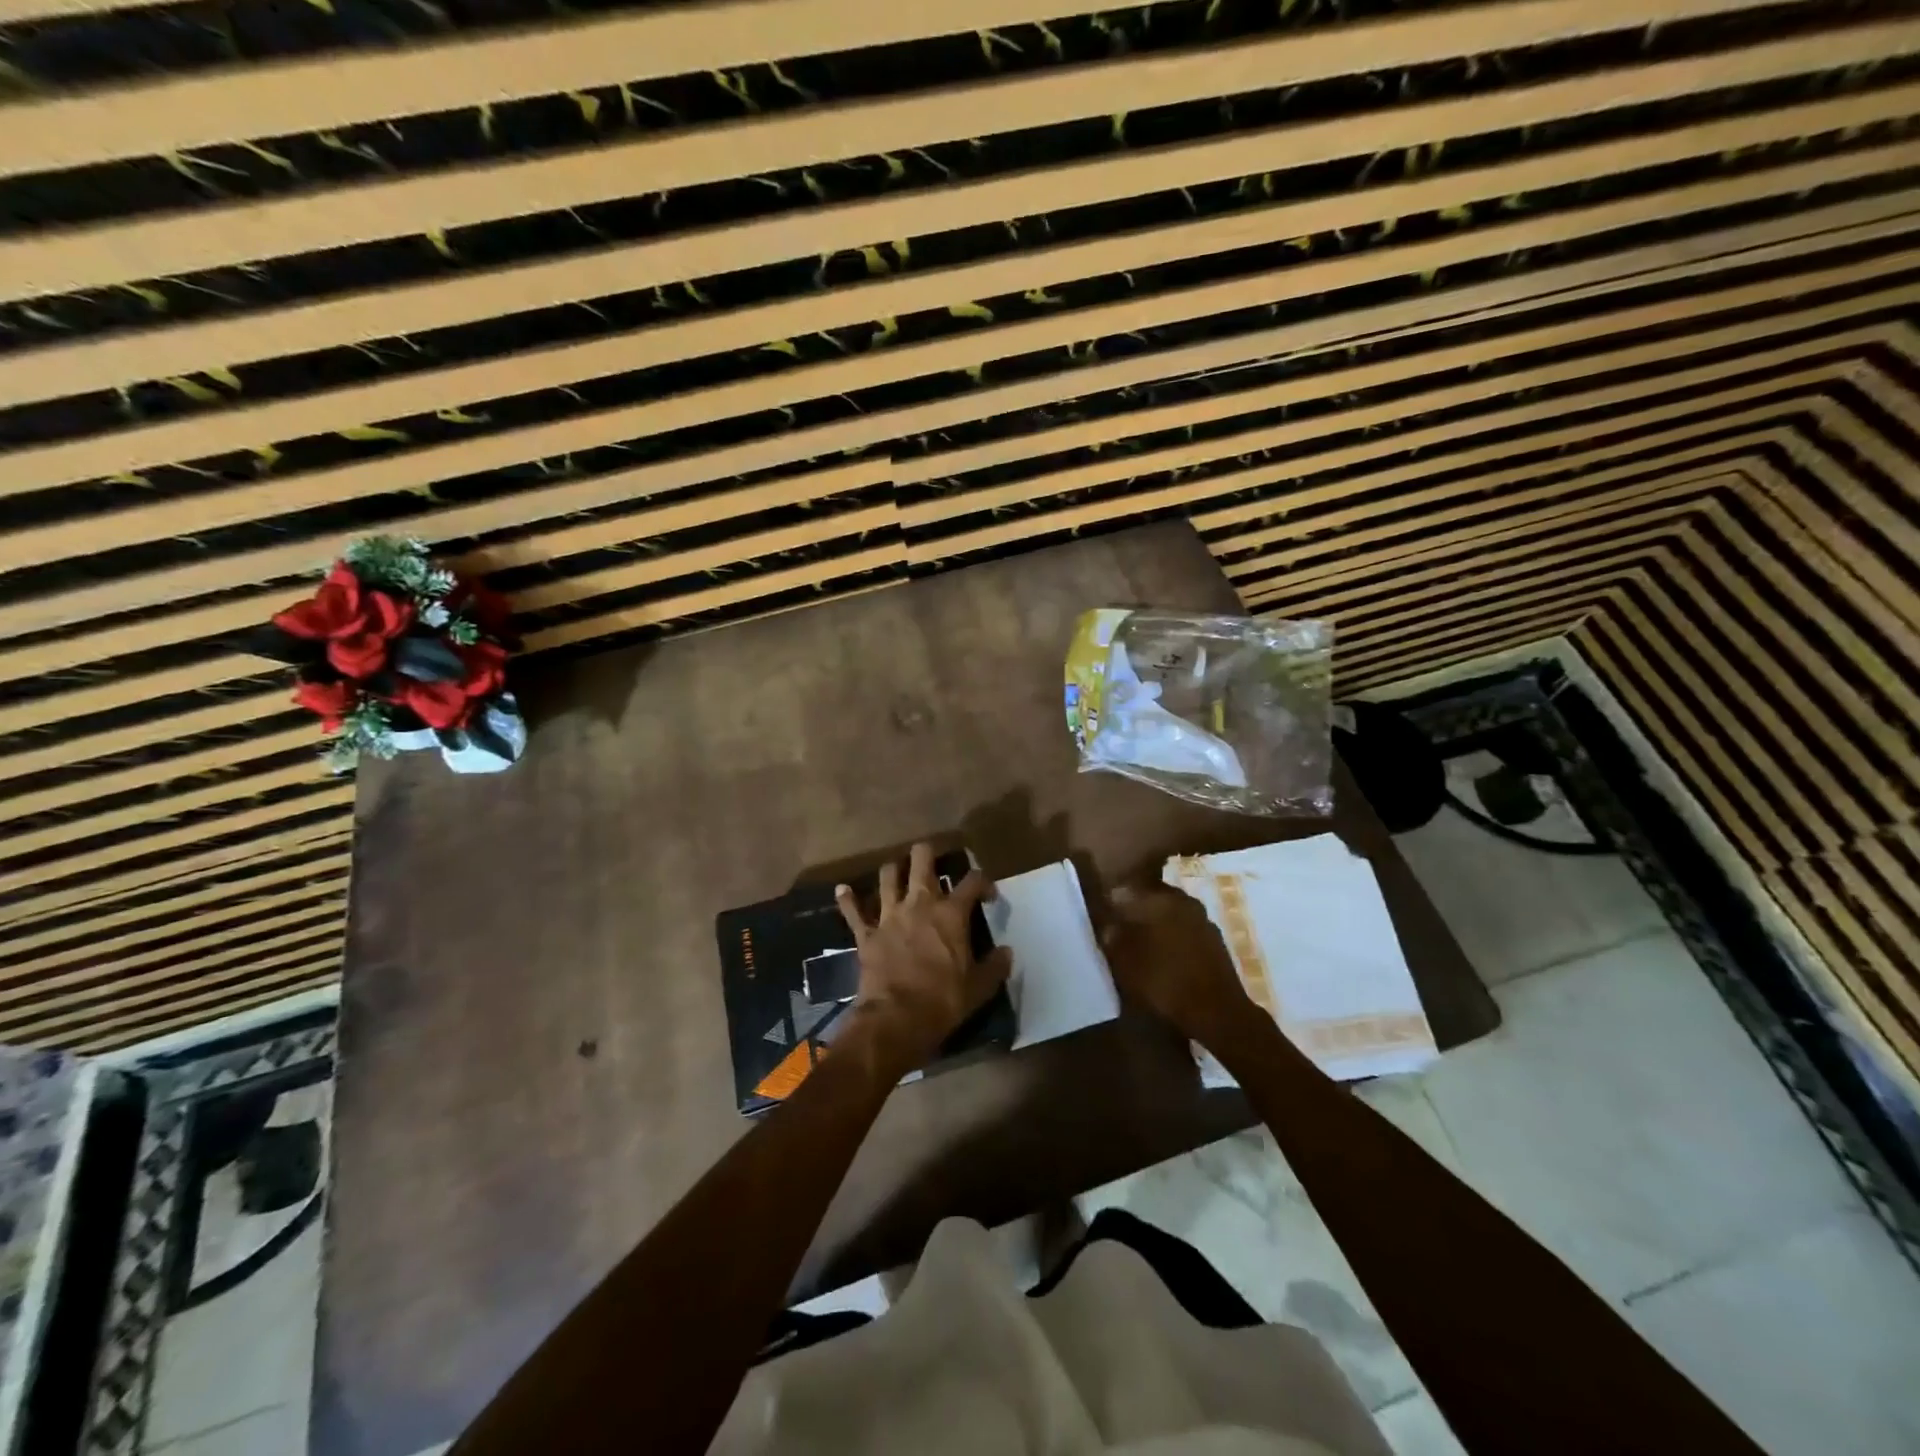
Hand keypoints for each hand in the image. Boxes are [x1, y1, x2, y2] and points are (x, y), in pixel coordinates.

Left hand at [834, 844, 1011, 1074]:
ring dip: (893, 870)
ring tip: (899, 873)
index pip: (972, 881)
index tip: (987, 895)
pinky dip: (847, 899)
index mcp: (951, 913)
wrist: (896, 1019)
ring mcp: (889, 915)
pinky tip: (843, 890)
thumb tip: (1007, 952)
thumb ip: (995, 966)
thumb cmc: (943, 1001)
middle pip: (922, 859)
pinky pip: (853, 910)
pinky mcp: (866, 933)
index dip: (983, 882)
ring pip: (888, 876)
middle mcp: (920, 903)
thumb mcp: (979, 988)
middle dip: (928, 854)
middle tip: (934, 862)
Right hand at [1099, 882, 1259, 1048]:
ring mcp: (1202, 919)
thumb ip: (1114, 939)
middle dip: (1136, 912)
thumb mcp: (1126, 964)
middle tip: (1121, 931)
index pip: (1126, 890)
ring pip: (1170, 914)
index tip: (1104, 915)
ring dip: (1157, 925)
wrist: (1217, 1013)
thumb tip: (1109, 926)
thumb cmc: (1165, 983)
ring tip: (1143, 946)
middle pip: (1151, 899)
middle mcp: (1183, 900)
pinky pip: (1186, 931)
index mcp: (1158, 899)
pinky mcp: (1215, 940)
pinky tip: (1167, 958)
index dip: (1112, 902)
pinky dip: (1175, 939)